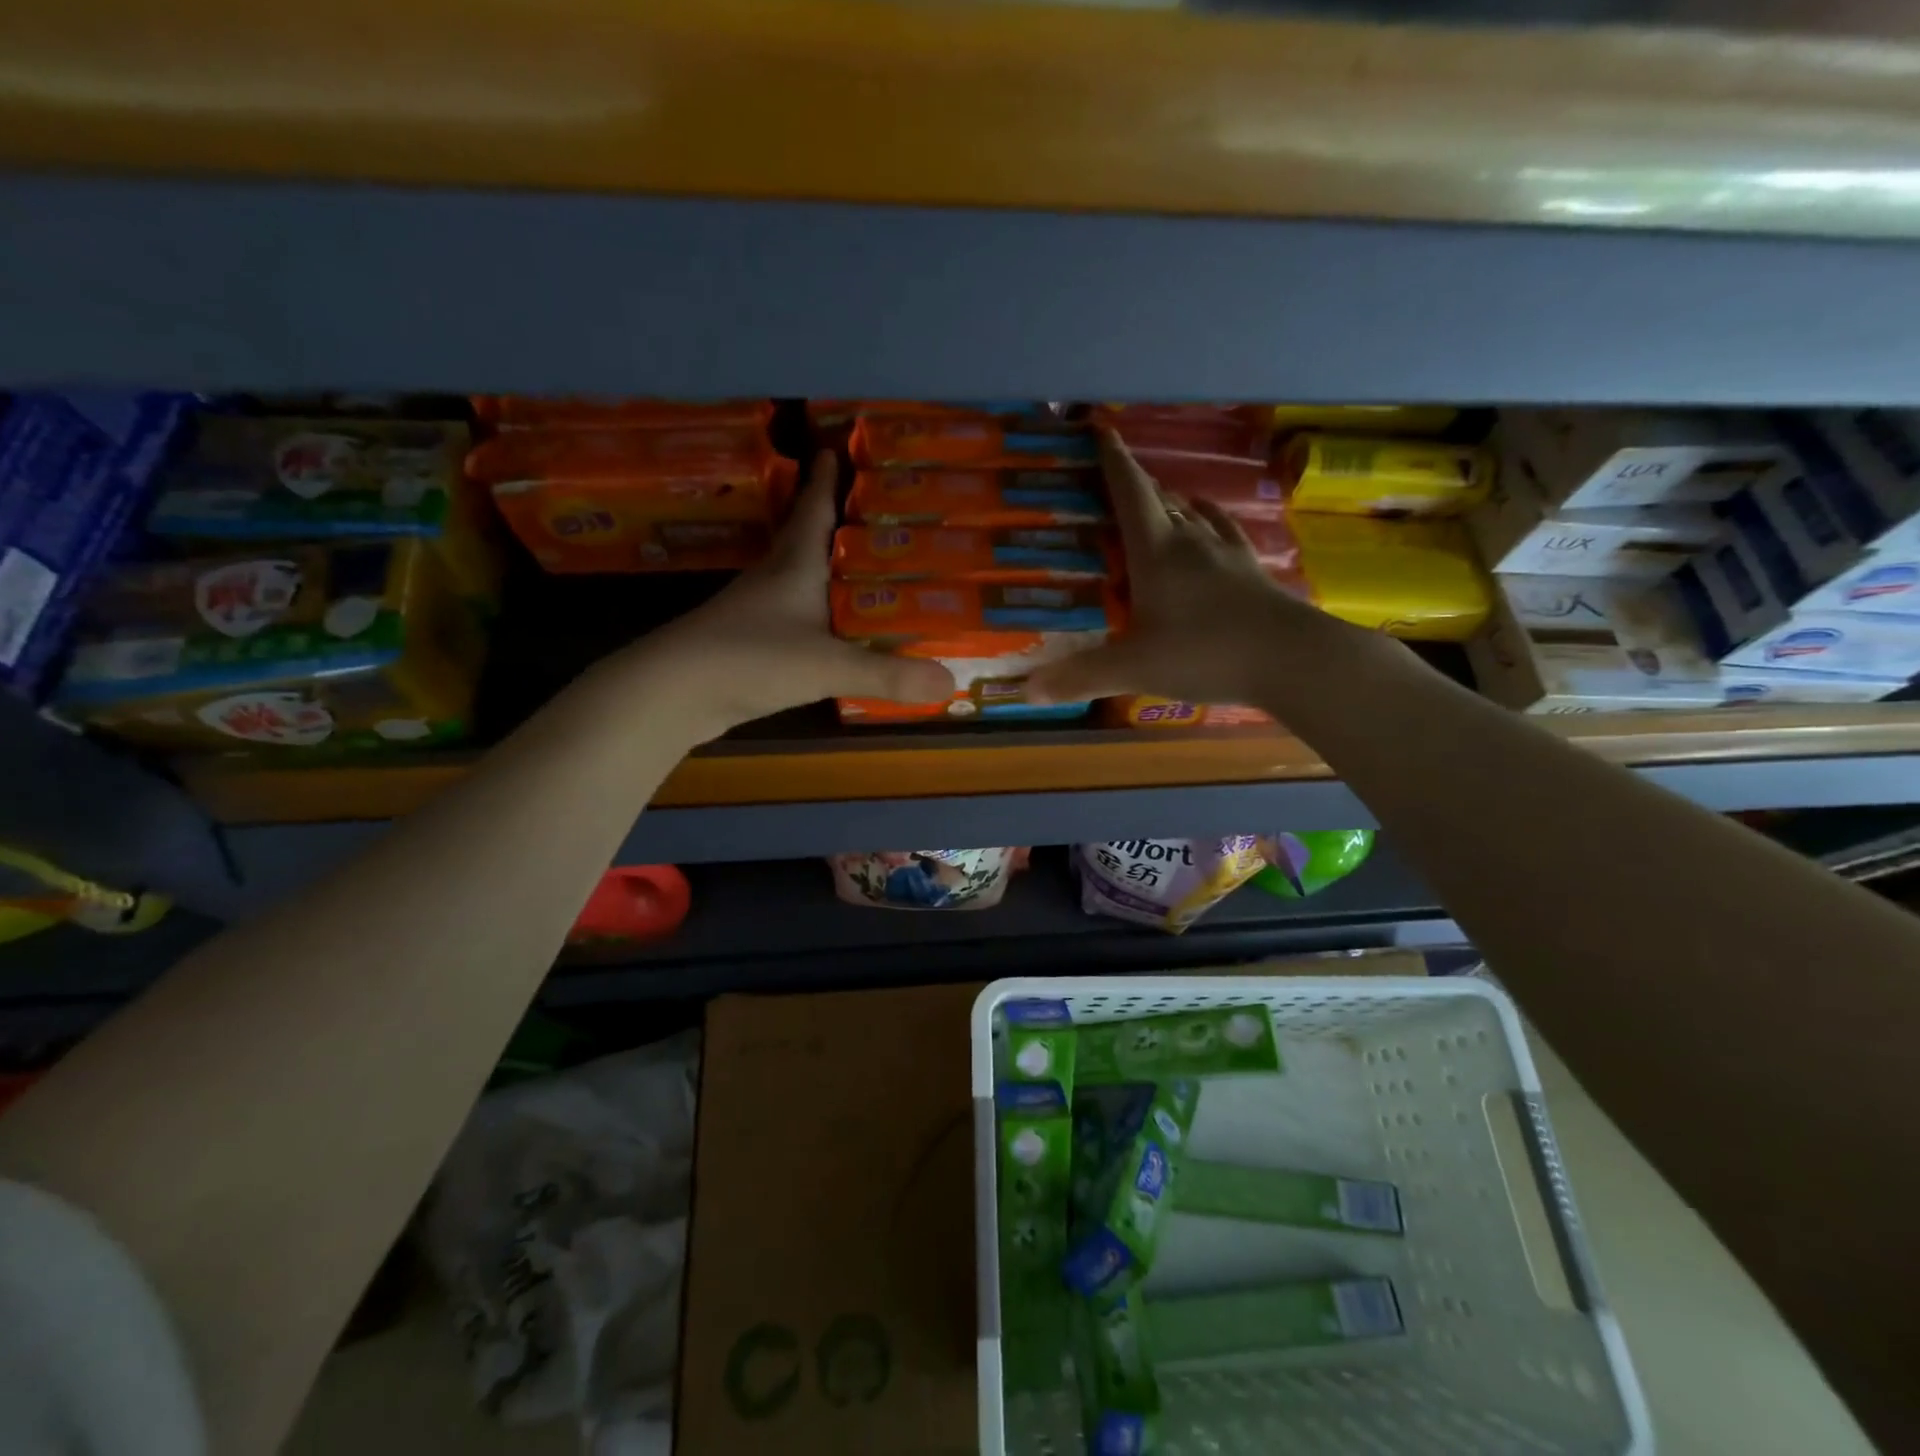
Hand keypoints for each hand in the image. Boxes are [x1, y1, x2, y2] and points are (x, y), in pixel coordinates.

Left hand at [615, 453, 953, 738]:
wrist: (671, 695)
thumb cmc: (748, 658)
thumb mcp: (825, 665)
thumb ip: (886, 674)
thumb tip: (950, 681)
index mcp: (793, 565)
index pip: (813, 509)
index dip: (827, 480)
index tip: (838, 447)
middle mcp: (776, 580)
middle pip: (807, 539)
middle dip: (837, 521)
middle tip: (878, 512)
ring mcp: (760, 613)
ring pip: (802, 580)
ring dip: (829, 570)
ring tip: (868, 569)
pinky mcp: (753, 645)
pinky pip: (798, 619)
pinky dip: (822, 616)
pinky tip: (838, 631)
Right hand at [1026, 430, 1368, 709]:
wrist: (1294, 659)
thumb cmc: (1206, 653)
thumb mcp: (1135, 668)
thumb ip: (1082, 676)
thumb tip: (1026, 691)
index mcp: (1156, 551)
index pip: (1128, 491)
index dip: (1111, 459)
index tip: (1097, 429)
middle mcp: (1191, 540)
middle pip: (1158, 497)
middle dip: (1133, 482)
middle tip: (1111, 479)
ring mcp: (1226, 553)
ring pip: (1192, 513)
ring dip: (1170, 503)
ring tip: (1154, 503)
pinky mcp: (1252, 571)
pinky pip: (1224, 535)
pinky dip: (1208, 524)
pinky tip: (1208, 527)